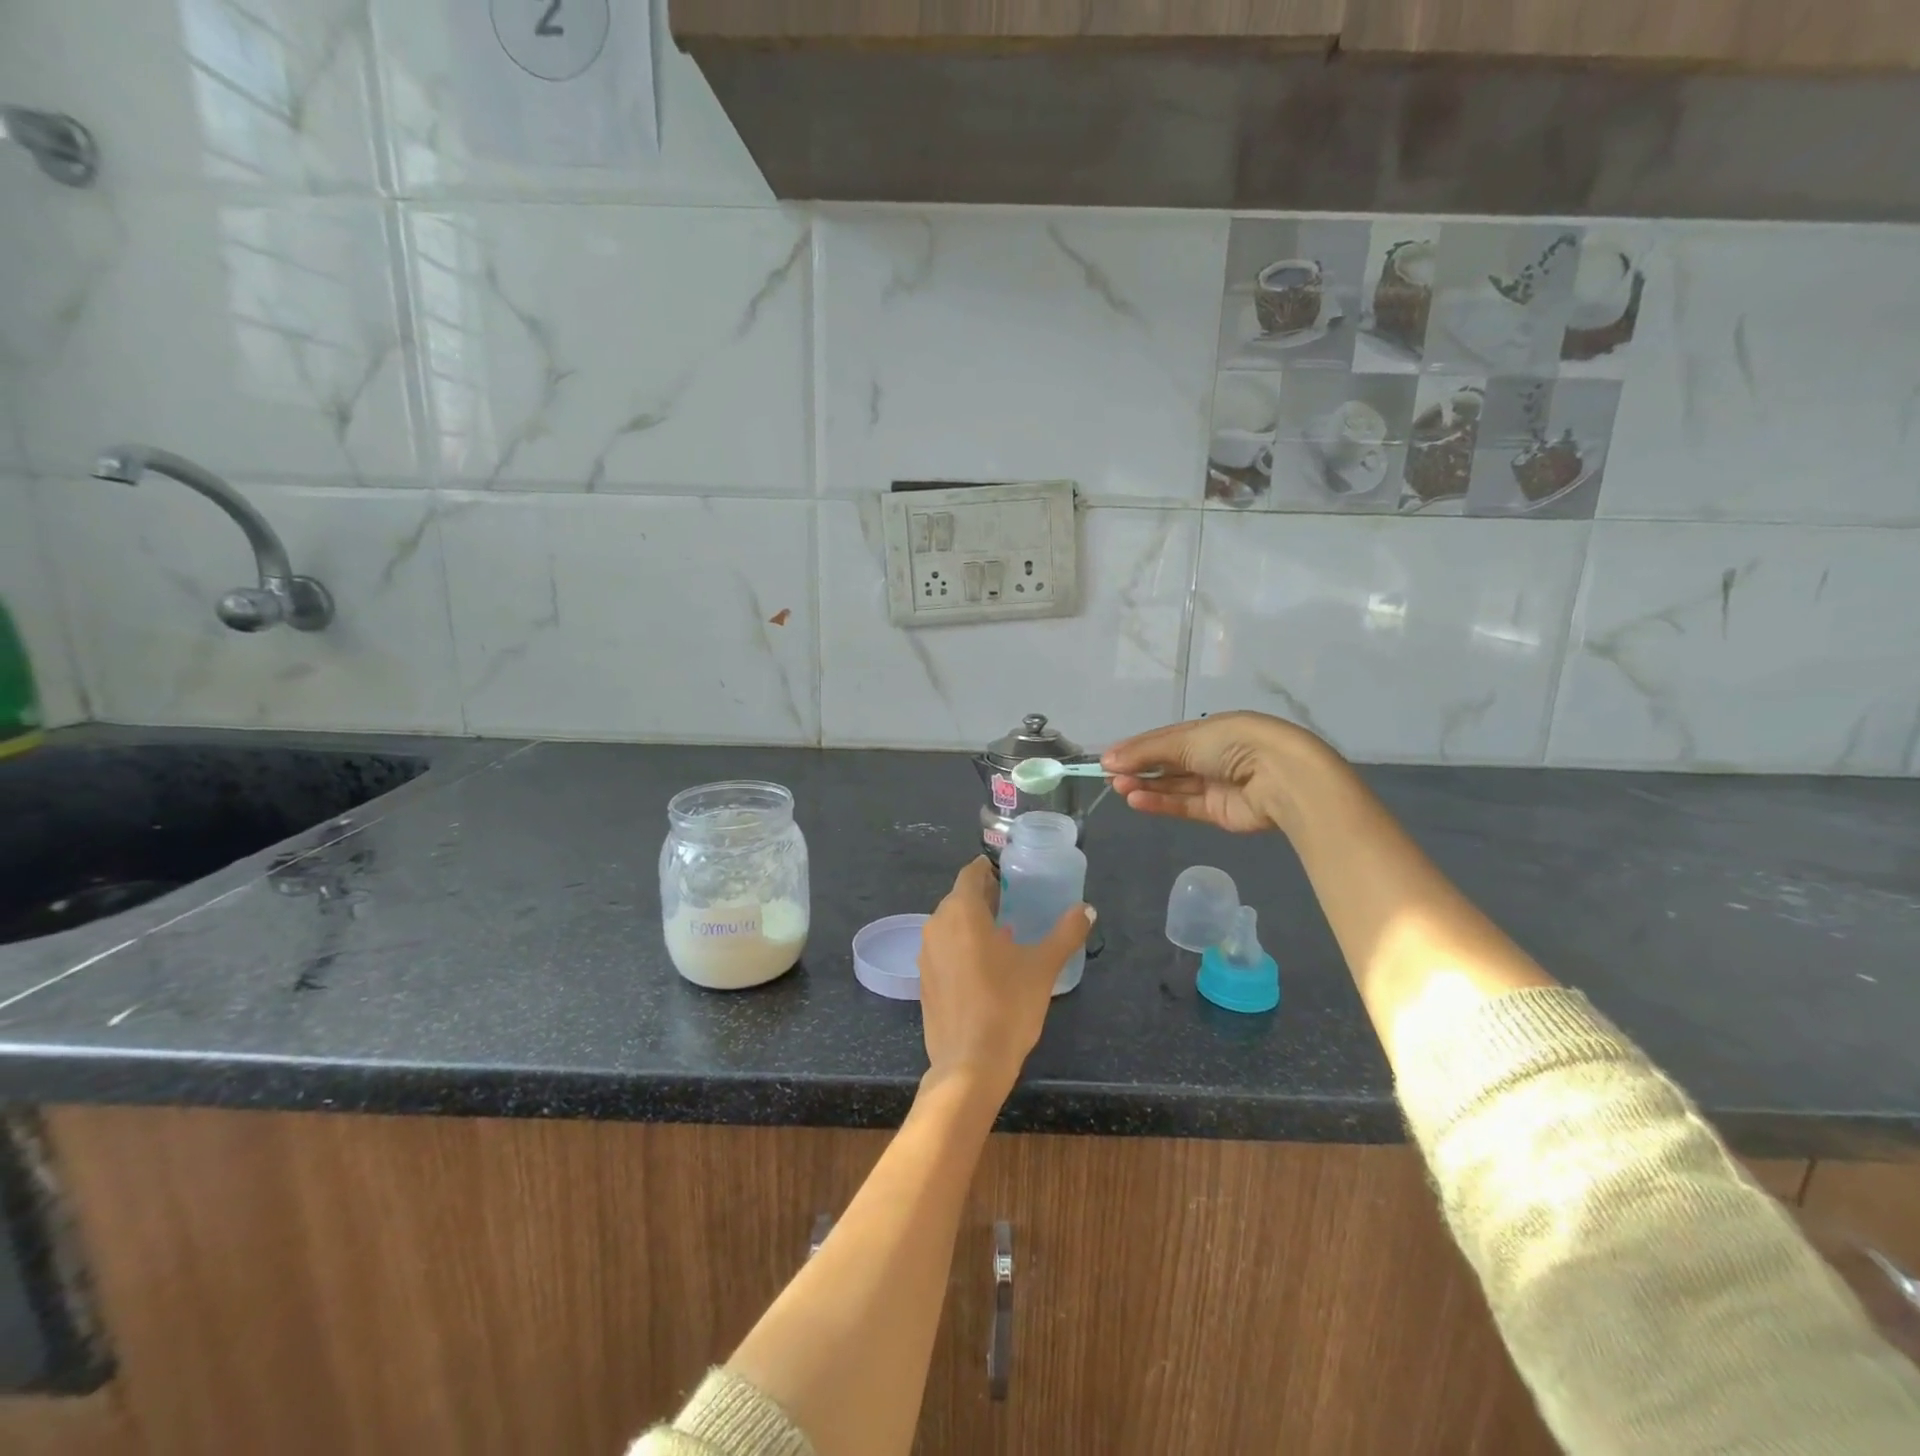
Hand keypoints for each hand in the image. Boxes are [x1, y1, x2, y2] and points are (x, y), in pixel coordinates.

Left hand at [916, 858, 1092, 1099]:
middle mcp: (936, 925)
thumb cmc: (1007, 1006)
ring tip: (1005, 935)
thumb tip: (1087, 910)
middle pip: (959, 898)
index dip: (990, 870)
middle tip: (1015, 904)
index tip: (1011, 876)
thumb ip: (1066, 933)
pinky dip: (962, 947)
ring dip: (973, 923)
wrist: (970, 1065)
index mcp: (961, 912)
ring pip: (949, 924)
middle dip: (984, 897)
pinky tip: (986, 966)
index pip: (970, 873)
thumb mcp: (1043, 967)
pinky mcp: (924, 980)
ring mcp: (926, 954)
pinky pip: (943, 949)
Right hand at [1102, 712, 1342, 836]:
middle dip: (1138, 769)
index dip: (1136, 748)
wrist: (1279, 776)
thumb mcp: (1185, 739)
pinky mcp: (1218, 812)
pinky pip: (1183, 806)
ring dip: (1145, 786)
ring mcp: (1216, 785)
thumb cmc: (1232, 744)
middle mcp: (1212, 756)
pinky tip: (1136, 799)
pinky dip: (1160, 802)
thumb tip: (1107, 759)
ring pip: (1173, 786)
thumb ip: (1145, 752)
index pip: (1165, 739)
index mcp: (1209, 730)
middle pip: (1167, 764)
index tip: (1108, 759)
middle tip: (1109, 776)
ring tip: (1118, 788)